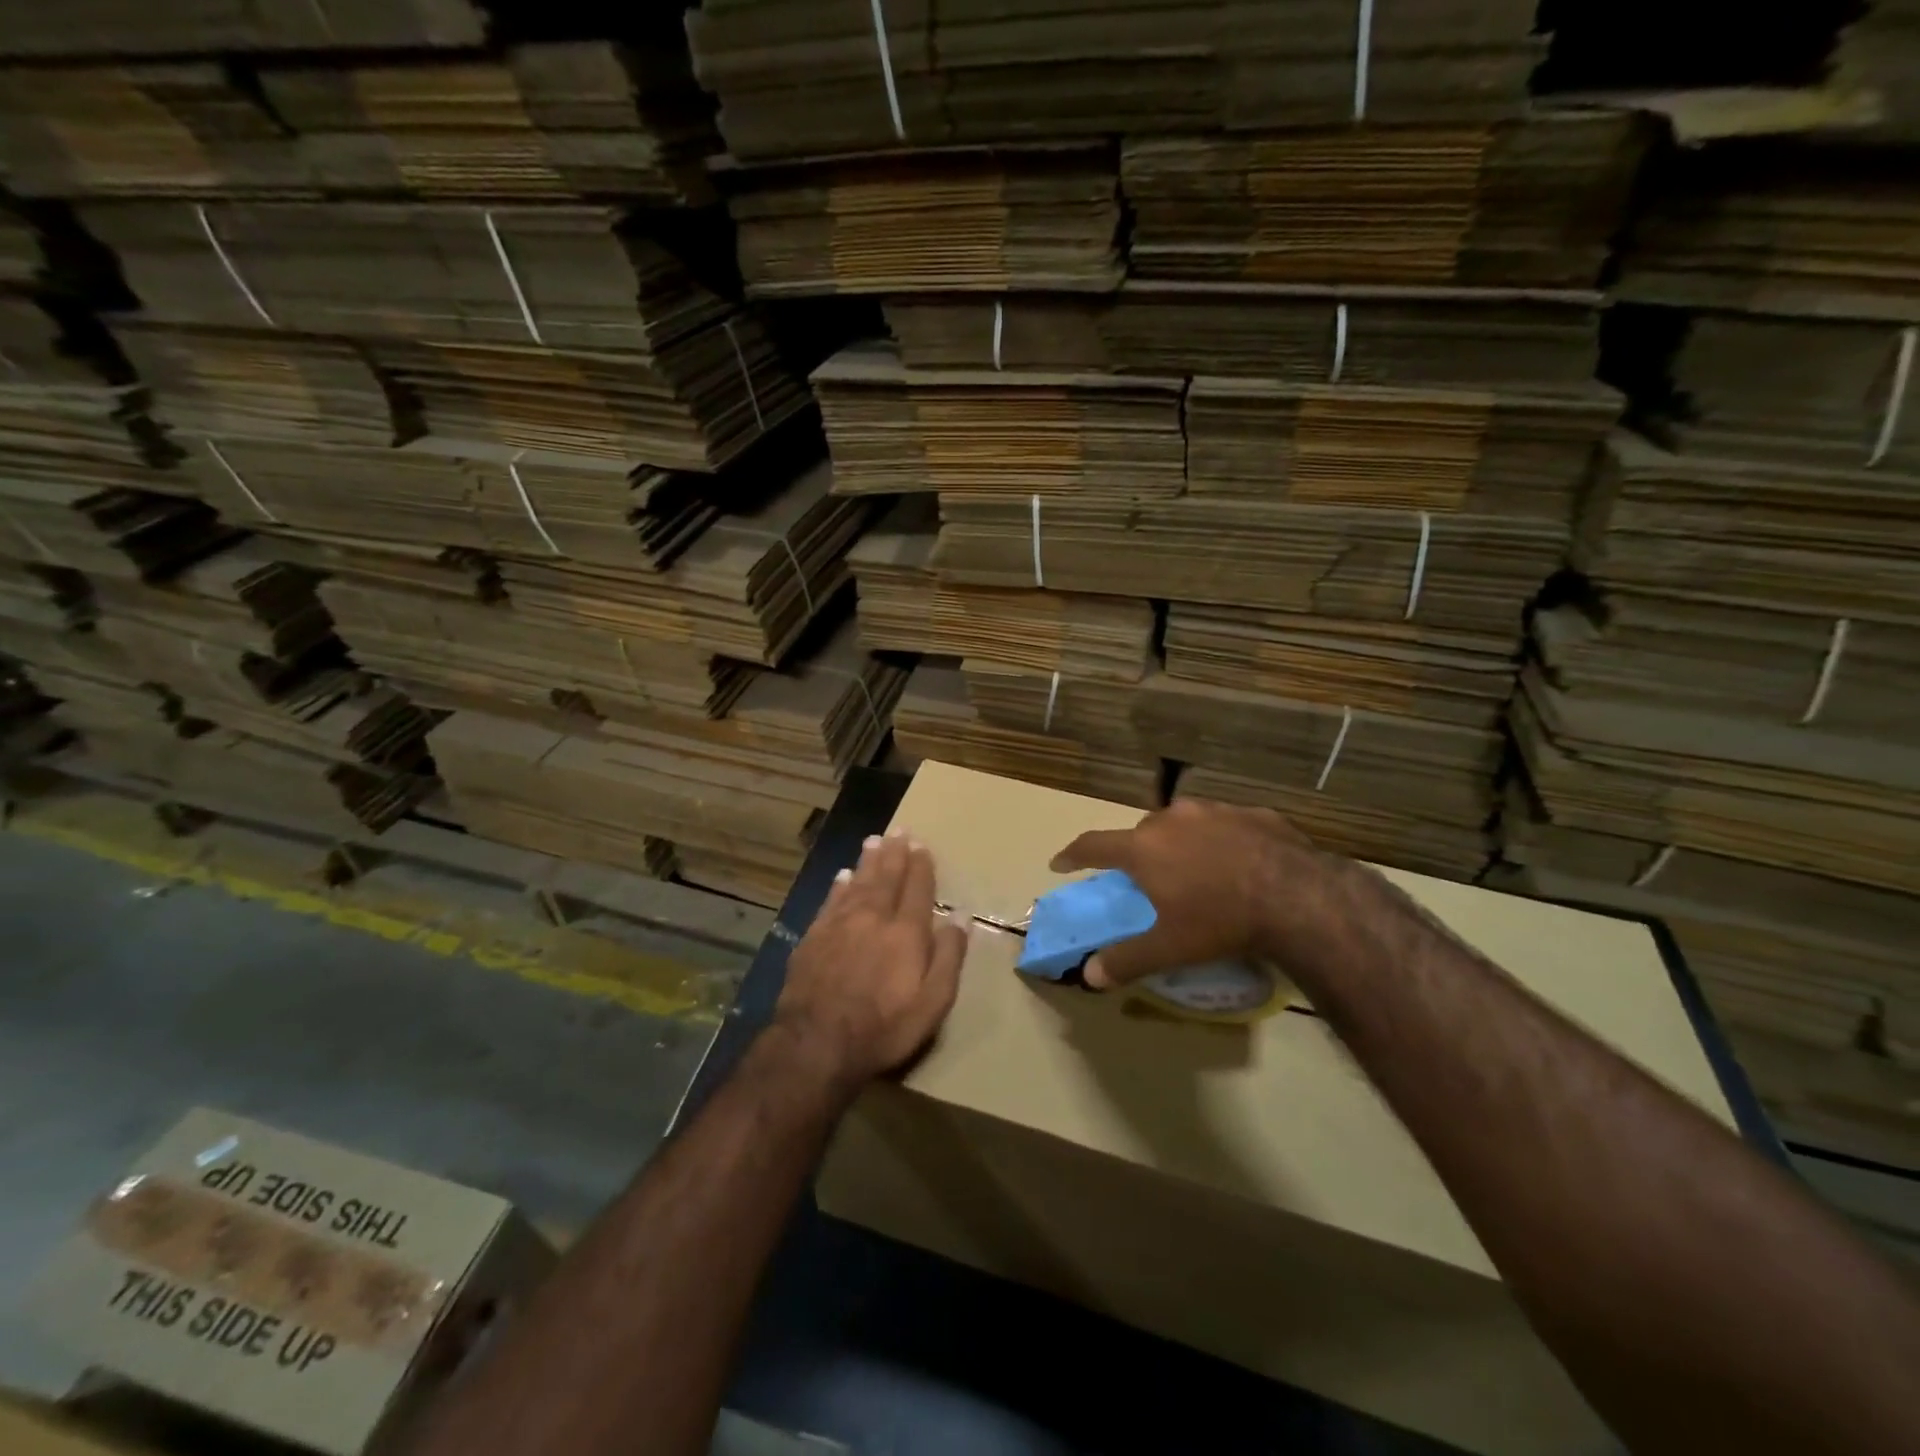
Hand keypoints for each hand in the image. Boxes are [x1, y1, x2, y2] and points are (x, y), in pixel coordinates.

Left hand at [774, 831, 968, 1087]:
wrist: (816, 1043)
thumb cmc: (884, 1027)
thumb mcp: (933, 1001)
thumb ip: (949, 955)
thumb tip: (961, 914)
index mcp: (906, 932)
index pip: (917, 888)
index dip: (921, 866)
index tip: (922, 846)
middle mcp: (873, 918)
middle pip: (886, 877)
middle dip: (894, 853)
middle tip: (898, 831)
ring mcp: (839, 925)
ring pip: (857, 883)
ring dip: (868, 861)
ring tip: (874, 841)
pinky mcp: (814, 938)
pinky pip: (831, 901)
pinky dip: (839, 885)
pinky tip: (842, 876)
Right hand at [1050, 798, 1327, 988]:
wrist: (1299, 898)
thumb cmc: (1221, 921)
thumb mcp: (1170, 948)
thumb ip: (1126, 960)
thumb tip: (1090, 976)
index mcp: (1144, 847)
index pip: (1094, 845)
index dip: (1073, 854)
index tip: (1060, 863)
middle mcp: (1173, 819)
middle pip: (1142, 832)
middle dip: (1138, 852)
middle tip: (1148, 879)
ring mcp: (1215, 811)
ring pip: (1184, 823)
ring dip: (1181, 843)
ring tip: (1198, 871)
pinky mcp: (1253, 812)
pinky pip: (1225, 825)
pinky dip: (1222, 841)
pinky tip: (1240, 864)